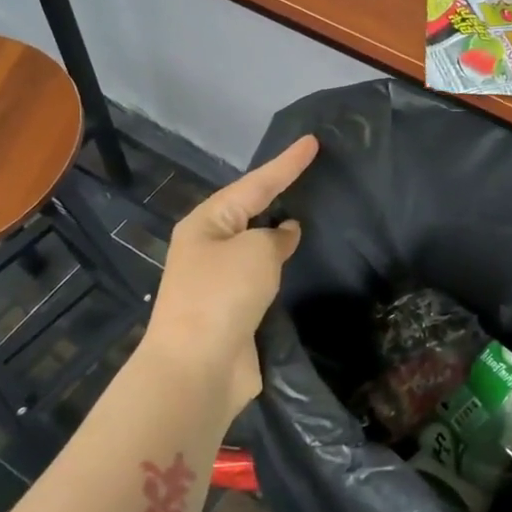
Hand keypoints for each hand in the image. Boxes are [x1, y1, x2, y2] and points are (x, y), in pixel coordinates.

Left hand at [141, 135, 319, 418]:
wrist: (197, 369)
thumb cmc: (222, 296)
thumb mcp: (255, 252)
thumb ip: (275, 236)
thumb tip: (284, 234)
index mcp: (207, 223)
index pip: (255, 183)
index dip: (287, 163)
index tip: (313, 142)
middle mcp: (209, 246)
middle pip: (250, 210)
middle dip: (278, 192)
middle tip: (310, 173)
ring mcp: (219, 280)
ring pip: (256, 245)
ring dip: (279, 232)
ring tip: (310, 212)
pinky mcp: (234, 310)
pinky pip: (262, 276)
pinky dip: (280, 266)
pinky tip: (299, 261)